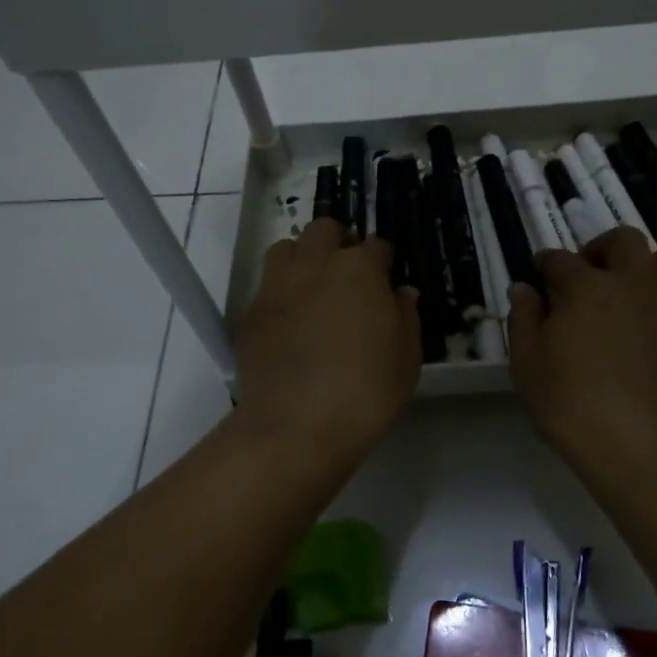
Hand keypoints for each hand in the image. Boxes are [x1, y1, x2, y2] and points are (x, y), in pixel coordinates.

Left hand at [230, 218, 420, 473]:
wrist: (297, 426)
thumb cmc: (366, 392)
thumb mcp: (406, 358)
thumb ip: (406, 316)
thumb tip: (400, 293)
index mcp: (360, 270)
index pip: (376, 245)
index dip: (382, 261)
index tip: (385, 279)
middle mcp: (316, 265)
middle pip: (324, 230)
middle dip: (338, 243)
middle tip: (347, 276)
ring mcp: (277, 285)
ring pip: (286, 248)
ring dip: (302, 259)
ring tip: (312, 289)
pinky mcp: (251, 312)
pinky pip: (266, 287)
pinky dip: (280, 294)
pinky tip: (289, 324)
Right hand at [508, 227, 656, 485]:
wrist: (647, 451)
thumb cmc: (574, 408)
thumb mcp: (527, 367)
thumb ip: (523, 320)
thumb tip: (524, 288)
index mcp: (585, 287)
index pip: (559, 260)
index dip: (546, 265)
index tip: (541, 276)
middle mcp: (633, 282)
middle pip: (623, 240)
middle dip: (602, 249)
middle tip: (590, 275)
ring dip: (645, 268)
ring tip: (631, 294)